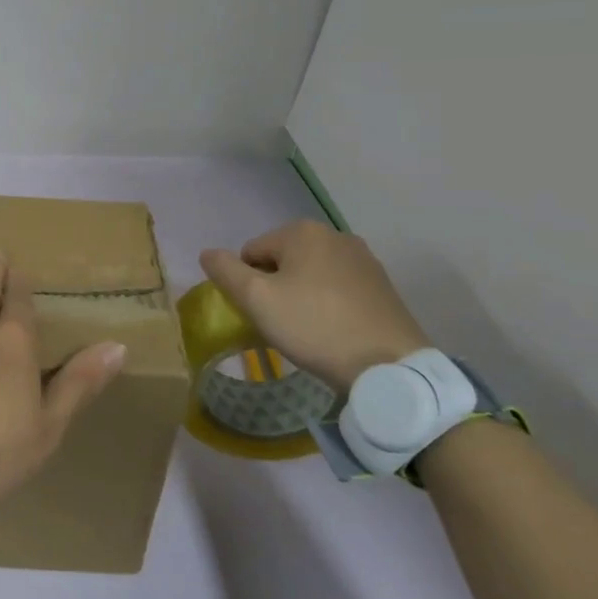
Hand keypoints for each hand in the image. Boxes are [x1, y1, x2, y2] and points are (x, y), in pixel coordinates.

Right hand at [200, 221, 430, 391]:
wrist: (390, 367)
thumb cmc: (315, 327)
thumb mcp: (257, 300)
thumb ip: (225, 272)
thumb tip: (207, 253)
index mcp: (302, 231)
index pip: (251, 252)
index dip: (248, 285)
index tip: (262, 314)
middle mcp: (334, 235)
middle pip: (282, 261)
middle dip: (276, 288)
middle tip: (283, 324)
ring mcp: (364, 259)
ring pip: (311, 275)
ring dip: (301, 296)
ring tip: (309, 331)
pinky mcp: (382, 285)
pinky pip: (338, 288)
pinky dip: (328, 305)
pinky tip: (334, 331)